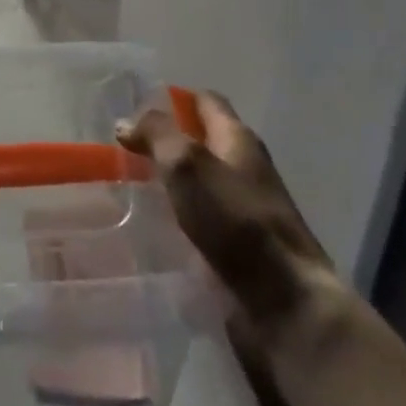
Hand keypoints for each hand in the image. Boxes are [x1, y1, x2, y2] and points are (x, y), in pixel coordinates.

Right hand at [118, 91, 338, 327]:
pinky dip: (176, 223)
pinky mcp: (238, 254)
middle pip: (202, 144)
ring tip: (125, 190)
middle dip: (165, 144)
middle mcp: (244, 171)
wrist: (285, 307)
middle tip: (121, 151)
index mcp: (239, 140)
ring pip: (198, 187)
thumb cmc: (237, 222)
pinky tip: (148, 232)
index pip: (207, 102)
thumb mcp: (188, 164)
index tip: (136, 106)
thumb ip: (156, 135)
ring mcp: (243, 214)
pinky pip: (200, 226)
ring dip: (168, 185)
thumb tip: (126, 121)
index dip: (174, 98)